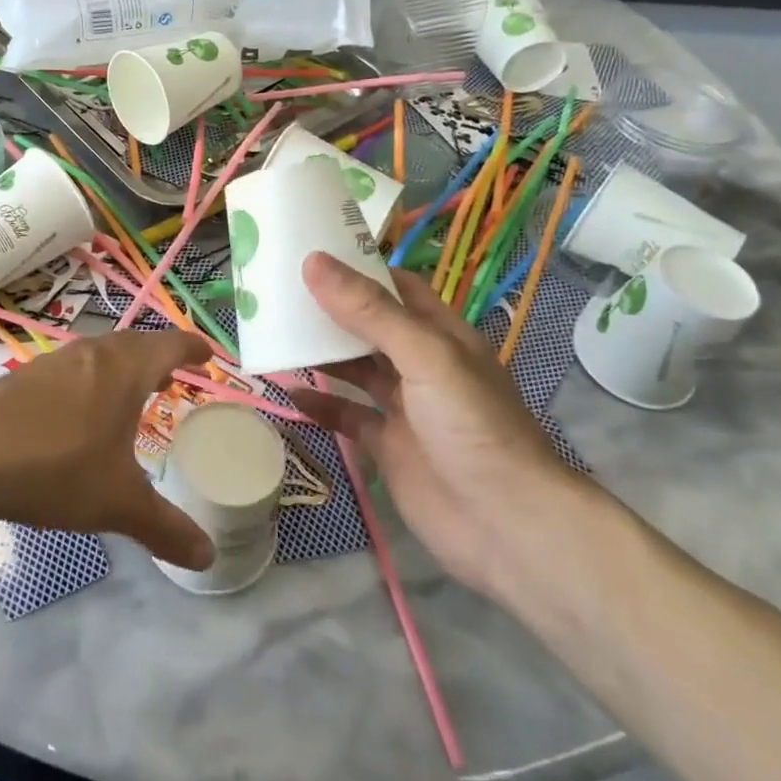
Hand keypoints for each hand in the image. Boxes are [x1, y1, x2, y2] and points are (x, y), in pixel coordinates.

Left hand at [0, 330, 215, 569]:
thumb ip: (165, 529)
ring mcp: (52, 361)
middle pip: (135, 344)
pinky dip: (89, 382)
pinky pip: (71, 370)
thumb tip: (208, 558)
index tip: (209, 355)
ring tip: (130, 395)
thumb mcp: (117, 504)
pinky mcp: (21, 377)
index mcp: (124, 369)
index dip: (193, 349)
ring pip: (99, 355)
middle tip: (173, 377)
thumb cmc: (55, 468)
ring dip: (121, 368)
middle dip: (158, 358)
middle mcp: (91, 353)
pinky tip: (77, 414)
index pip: (170, 346)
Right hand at [289, 253, 583, 597]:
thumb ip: (370, 312)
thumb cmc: (472, 426)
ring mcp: (404, 408)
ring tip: (273, 336)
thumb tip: (314, 262)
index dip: (358, 268)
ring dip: (319, 356)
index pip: (396, 287)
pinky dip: (319, 406)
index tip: (309, 253)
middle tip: (276, 293)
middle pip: (368, 326)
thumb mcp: (424, 357)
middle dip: (329, 310)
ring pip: (354, 370)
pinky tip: (288, 395)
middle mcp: (421, 365)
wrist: (506, 526)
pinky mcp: (388, 447)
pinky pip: (347, 417)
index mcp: (440, 335)